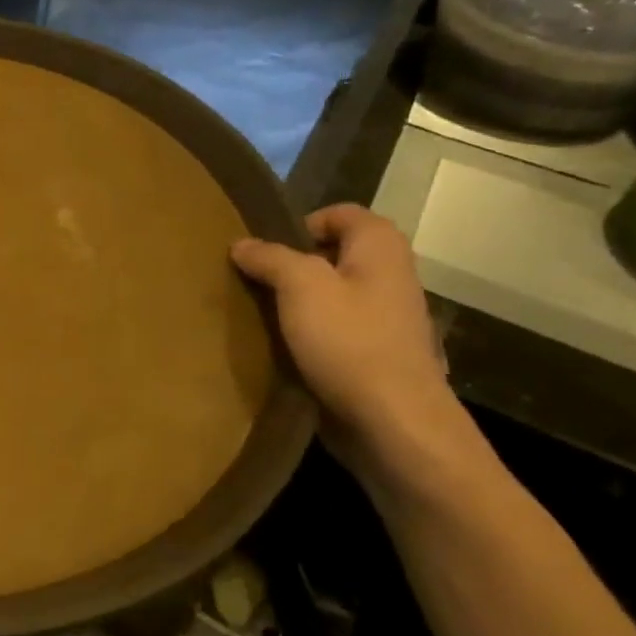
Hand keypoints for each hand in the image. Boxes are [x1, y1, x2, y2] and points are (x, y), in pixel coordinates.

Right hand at [232, 205, 456, 457]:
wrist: (393, 421)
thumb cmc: (349, 342)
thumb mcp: (300, 287)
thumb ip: (270, 258)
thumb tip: (242, 244)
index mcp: (380, 247)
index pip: (339, 213)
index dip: (299, 224)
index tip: (263, 251)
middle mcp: (389, 275)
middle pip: (332, 255)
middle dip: (291, 265)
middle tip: (252, 282)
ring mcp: (385, 318)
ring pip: (331, 295)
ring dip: (296, 303)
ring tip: (259, 315)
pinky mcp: (373, 354)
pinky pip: (334, 330)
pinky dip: (308, 333)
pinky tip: (281, 348)